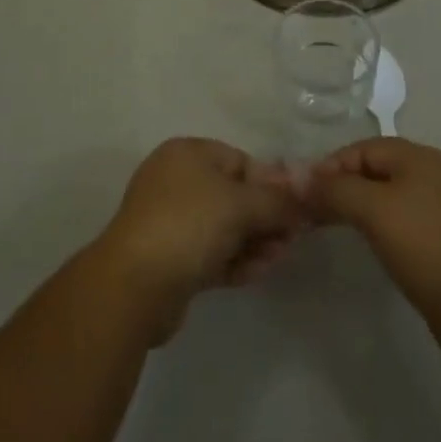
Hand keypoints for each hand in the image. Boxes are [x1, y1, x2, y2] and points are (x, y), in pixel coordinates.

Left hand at [91, 138, 302, 343]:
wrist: (133, 287)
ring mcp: (171, 222)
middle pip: (233, 195)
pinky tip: (258, 272)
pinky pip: (211, 253)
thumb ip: (277, 200)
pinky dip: (235, 260)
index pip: (240, 161)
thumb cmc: (188, 225)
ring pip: (224, 227)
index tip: (295, 210)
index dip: (270, 184)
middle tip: (291, 239)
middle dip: (265, 217)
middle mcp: (177, 181)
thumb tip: (307, 194)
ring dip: (254, 241)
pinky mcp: (170, 260)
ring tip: (278, 259)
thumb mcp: (240, 204)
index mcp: (188, 153)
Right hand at [307, 138, 440, 368]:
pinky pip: (406, 220)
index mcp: (419, 156)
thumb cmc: (426, 247)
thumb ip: (336, 190)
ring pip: (391, 195)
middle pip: (377, 169)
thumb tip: (299, 177)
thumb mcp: (374, 211)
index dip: (331, 166)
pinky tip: (374, 246)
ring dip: (361, 206)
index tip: (304, 193)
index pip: (363, 148)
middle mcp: (434, 172)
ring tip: (335, 228)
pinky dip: (383, 226)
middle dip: (344, 186)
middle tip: (313, 212)